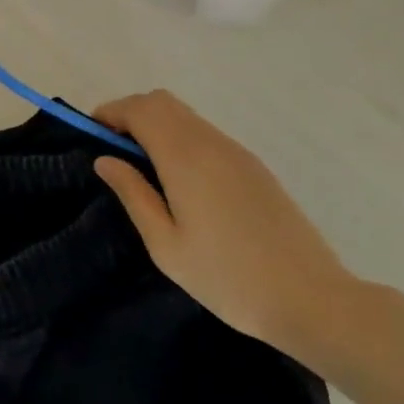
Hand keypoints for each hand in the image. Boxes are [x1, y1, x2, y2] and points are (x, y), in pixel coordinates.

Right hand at [93, 89, 363, 363]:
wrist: (312, 300)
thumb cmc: (227, 278)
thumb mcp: (165, 245)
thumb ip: (133, 194)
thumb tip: (105, 159)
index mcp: (186, 159)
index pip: (140, 109)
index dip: (110, 113)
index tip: (90, 137)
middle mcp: (212, 144)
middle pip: (163, 102)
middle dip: (130, 114)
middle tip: (112, 151)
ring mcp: (237, 153)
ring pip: (186, 116)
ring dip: (155, 126)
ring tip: (140, 168)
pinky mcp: (254, 168)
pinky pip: (205, 134)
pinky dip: (179, 139)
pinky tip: (177, 181)